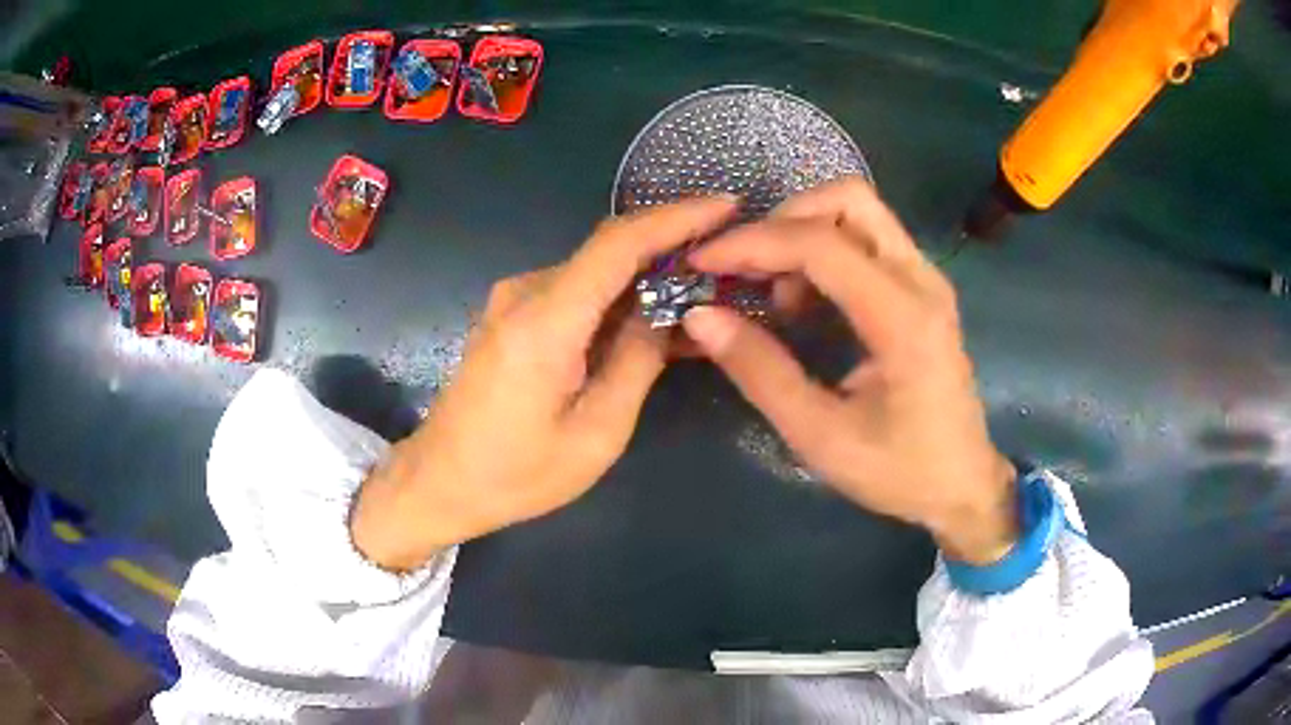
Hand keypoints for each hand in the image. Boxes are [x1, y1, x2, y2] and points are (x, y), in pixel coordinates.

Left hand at [351, 197, 738, 570]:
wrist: (440, 481)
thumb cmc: (516, 474)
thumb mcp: (595, 433)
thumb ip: (636, 363)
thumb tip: (666, 312)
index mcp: (544, 321)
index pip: (618, 243)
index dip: (676, 218)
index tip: (726, 207)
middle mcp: (524, 293)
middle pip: (609, 252)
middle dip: (670, 251)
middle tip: (725, 267)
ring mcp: (512, 301)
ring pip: (594, 272)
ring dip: (645, 280)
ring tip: (697, 302)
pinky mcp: (510, 316)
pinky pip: (574, 293)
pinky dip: (615, 301)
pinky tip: (647, 323)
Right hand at [683, 180, 1016, 563]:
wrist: (962, 485)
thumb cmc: (897, 470)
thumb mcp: (820, 435)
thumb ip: (761, 372)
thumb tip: (702, 316)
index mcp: (903, 318)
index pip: (821, 243)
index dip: (754, 243)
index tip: (703, 261)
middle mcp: (921, 280)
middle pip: (849, 199)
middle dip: (785, 219)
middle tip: (746, 267)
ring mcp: (927, 278)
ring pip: (859, 212)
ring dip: (804, 232)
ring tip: (774, 292)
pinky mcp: (922, 289)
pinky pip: (867, 239)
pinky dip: (824, 249)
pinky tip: (805, 300)